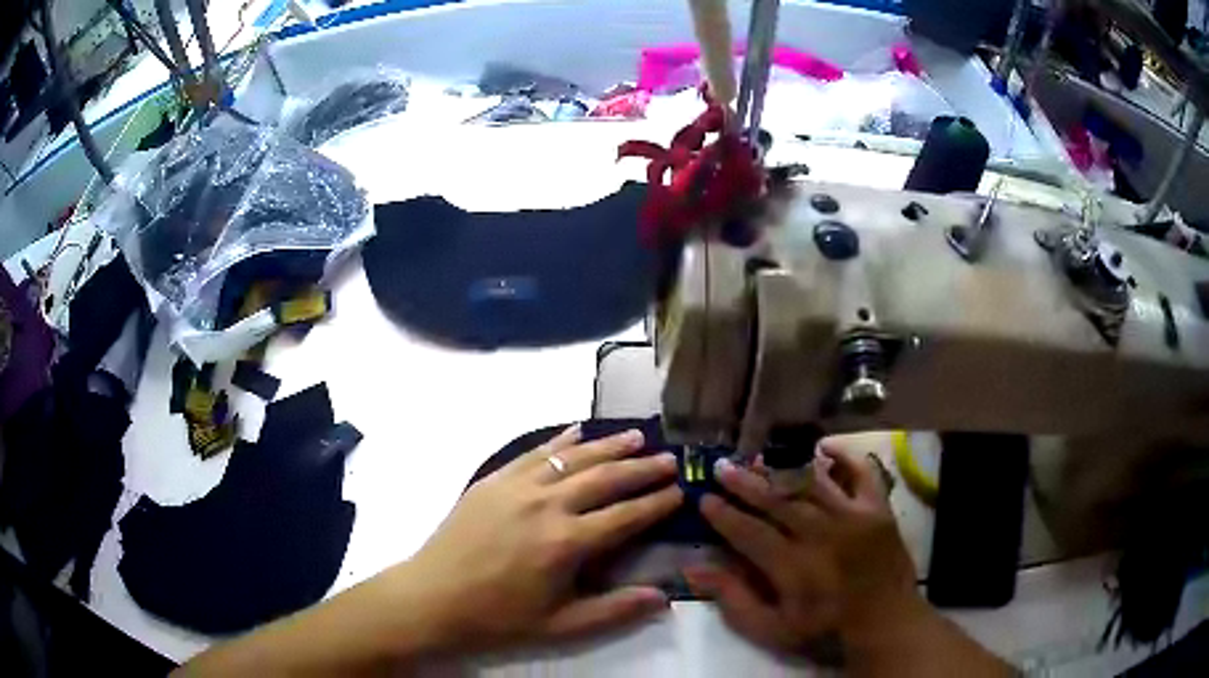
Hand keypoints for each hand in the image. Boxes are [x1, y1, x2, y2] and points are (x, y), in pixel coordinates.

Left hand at [402, 425, 683, 651]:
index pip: (626, 516)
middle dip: (642, 468)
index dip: (657, 502)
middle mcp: (547, 505)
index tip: (681, 490)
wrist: (432, 598)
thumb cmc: (498, 618)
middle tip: (670, 458)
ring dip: (608, 445)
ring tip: (637, 436)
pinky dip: (560, 440)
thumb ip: (614, 611)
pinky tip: (578, 430)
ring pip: (573, 458)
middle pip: (605, 478)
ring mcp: (517, 487)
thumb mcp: (561, 626)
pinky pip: (534, 452)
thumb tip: (664, 596)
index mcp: (567, 543)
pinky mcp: (493, 480)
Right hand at [686, 445, 918, 653]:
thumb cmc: (825, 630)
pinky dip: (844, 456)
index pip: (748, 531)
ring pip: (811, 482)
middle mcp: (821, 533)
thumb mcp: (772, 629)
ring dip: (781, 468)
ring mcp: (853, 515)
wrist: (885, 622)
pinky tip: (823, 446)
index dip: (723, 514)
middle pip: (776, 500)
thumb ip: (734, 599)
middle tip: (721, 466)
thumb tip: (694, 570)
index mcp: (793, 565)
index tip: (703, 498)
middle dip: (744, 483)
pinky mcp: (878, 508)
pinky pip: (861, 472)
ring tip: (757, 457)